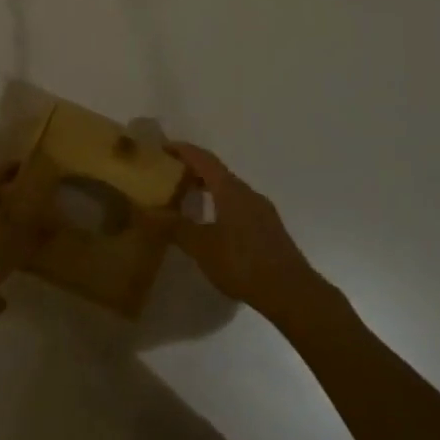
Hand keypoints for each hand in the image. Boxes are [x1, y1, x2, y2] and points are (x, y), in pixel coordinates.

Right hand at [162, 143, 328, 327]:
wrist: (290, 291)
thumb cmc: (242, 263)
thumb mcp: (202, 247)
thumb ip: (175, 228)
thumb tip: (149, 212)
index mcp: (230, 189)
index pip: (203, 159)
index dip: (183, 150)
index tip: (163, 148)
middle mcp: (247, 192)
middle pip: (217, 172)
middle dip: (194, 171)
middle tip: (170, 177)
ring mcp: (262, 210)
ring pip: (230, 190)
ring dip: (209, 189)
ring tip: (188, 201)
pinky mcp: (269, 228)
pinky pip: (240, 205)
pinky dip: (221, 205)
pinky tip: (214, 226)